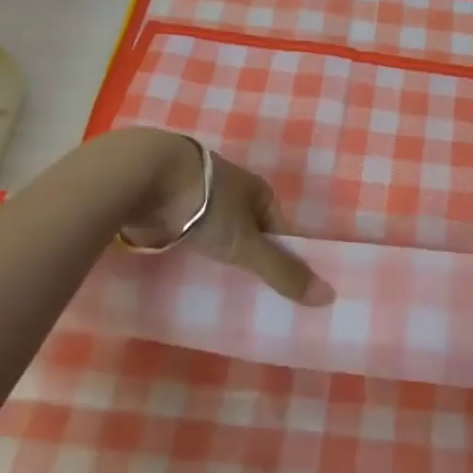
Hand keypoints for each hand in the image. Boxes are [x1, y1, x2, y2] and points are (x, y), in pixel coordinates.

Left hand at [120, 132, 334, 306]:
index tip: (274, 282)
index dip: (278, 251)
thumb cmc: (204, 205)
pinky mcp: (163, 195)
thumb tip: (329, 297)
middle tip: (241, 286)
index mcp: (254, 187)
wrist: (142, 175)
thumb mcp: (246, 244)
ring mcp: (193, 187)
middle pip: (243, 222)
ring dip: (209, 243)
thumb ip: (282, 271)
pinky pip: (180, 223)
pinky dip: (181, 239)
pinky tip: (176, 257)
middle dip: (242, 248)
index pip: (275, 223)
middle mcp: (227, 184)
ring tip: (208, 276)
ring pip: (209, 222)